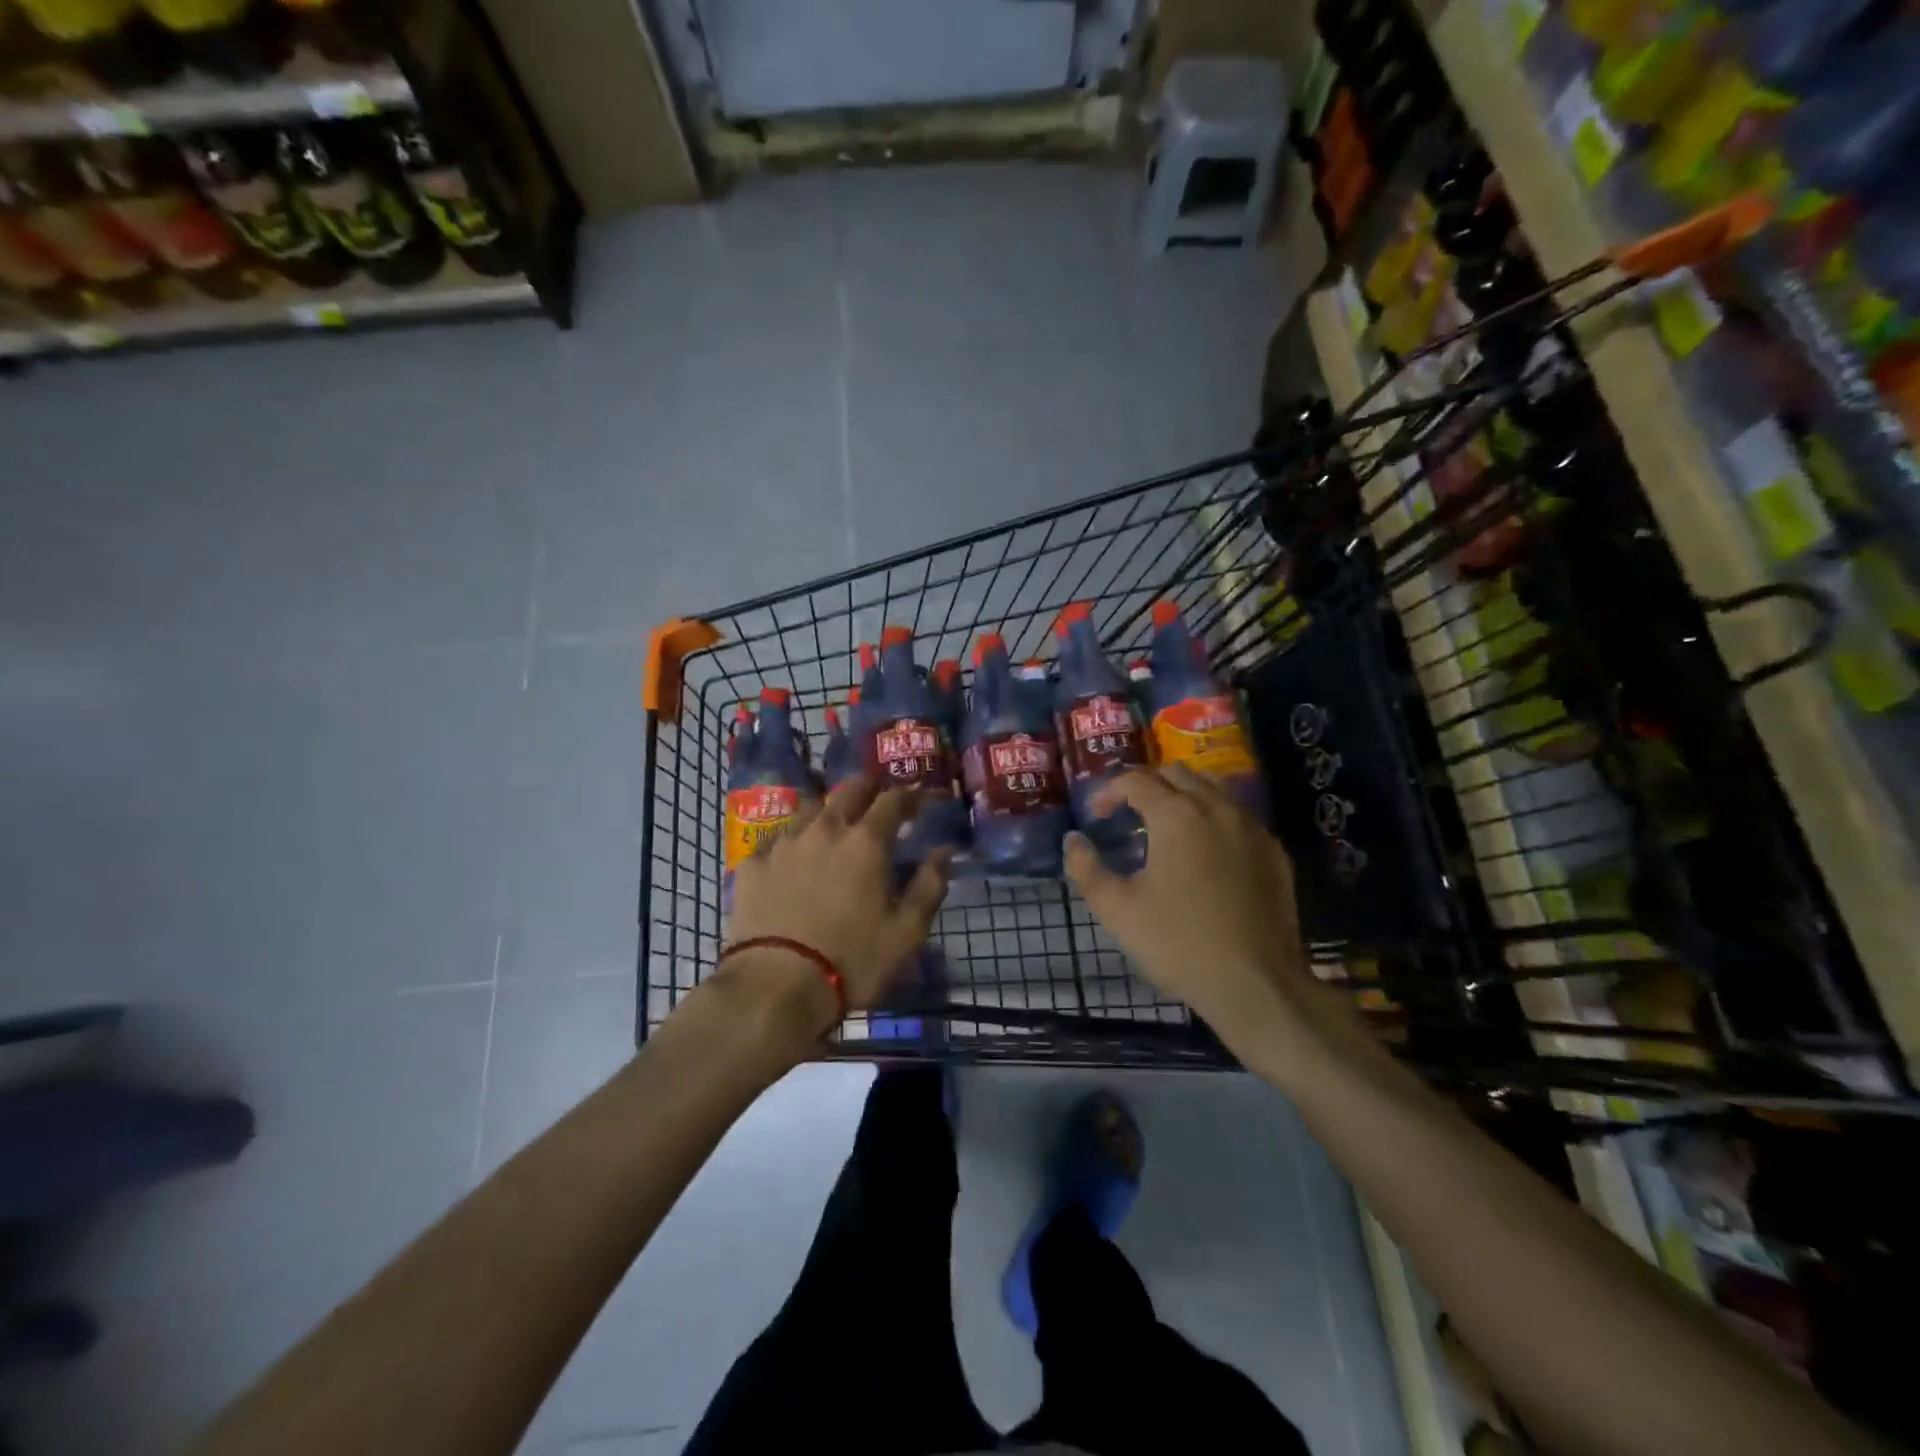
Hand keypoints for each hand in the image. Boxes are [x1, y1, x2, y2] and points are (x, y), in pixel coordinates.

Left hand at [722, 777, 951, 1037]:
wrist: (773, 987)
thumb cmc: (852, 961)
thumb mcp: (906, 933)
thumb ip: (929, 886)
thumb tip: (944, 851)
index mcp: (867, 842)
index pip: (893, 800)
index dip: (910, 795)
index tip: (920, 800)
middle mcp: (825, 829)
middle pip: (849, 790)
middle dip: (869, 789)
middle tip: (878, 803)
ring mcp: (784, 843)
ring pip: (810, 808)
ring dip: (829, 810)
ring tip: (834, 827)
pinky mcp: (752, 864)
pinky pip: (777, 838)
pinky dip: (793, 840)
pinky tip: (793, 858)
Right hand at [1065, 766, 1306, 1028]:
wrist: (1255, 984)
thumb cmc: (1178, 943)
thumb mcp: (1116, 909)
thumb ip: (1086, 868)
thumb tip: (1073, 840)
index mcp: (1176, 815)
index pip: (1135, 781)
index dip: (1108, 792)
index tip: (1096, 815)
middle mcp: (1217, 808)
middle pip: (1177, 774)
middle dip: (1147, 785)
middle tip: (1128, 813)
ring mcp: (1252, 827)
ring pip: (1214, 787)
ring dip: (1184, 794)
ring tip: (1167, 823)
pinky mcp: (1275, 851)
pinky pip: (1240, 815)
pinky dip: (1215, 817)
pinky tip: (1207, 849)